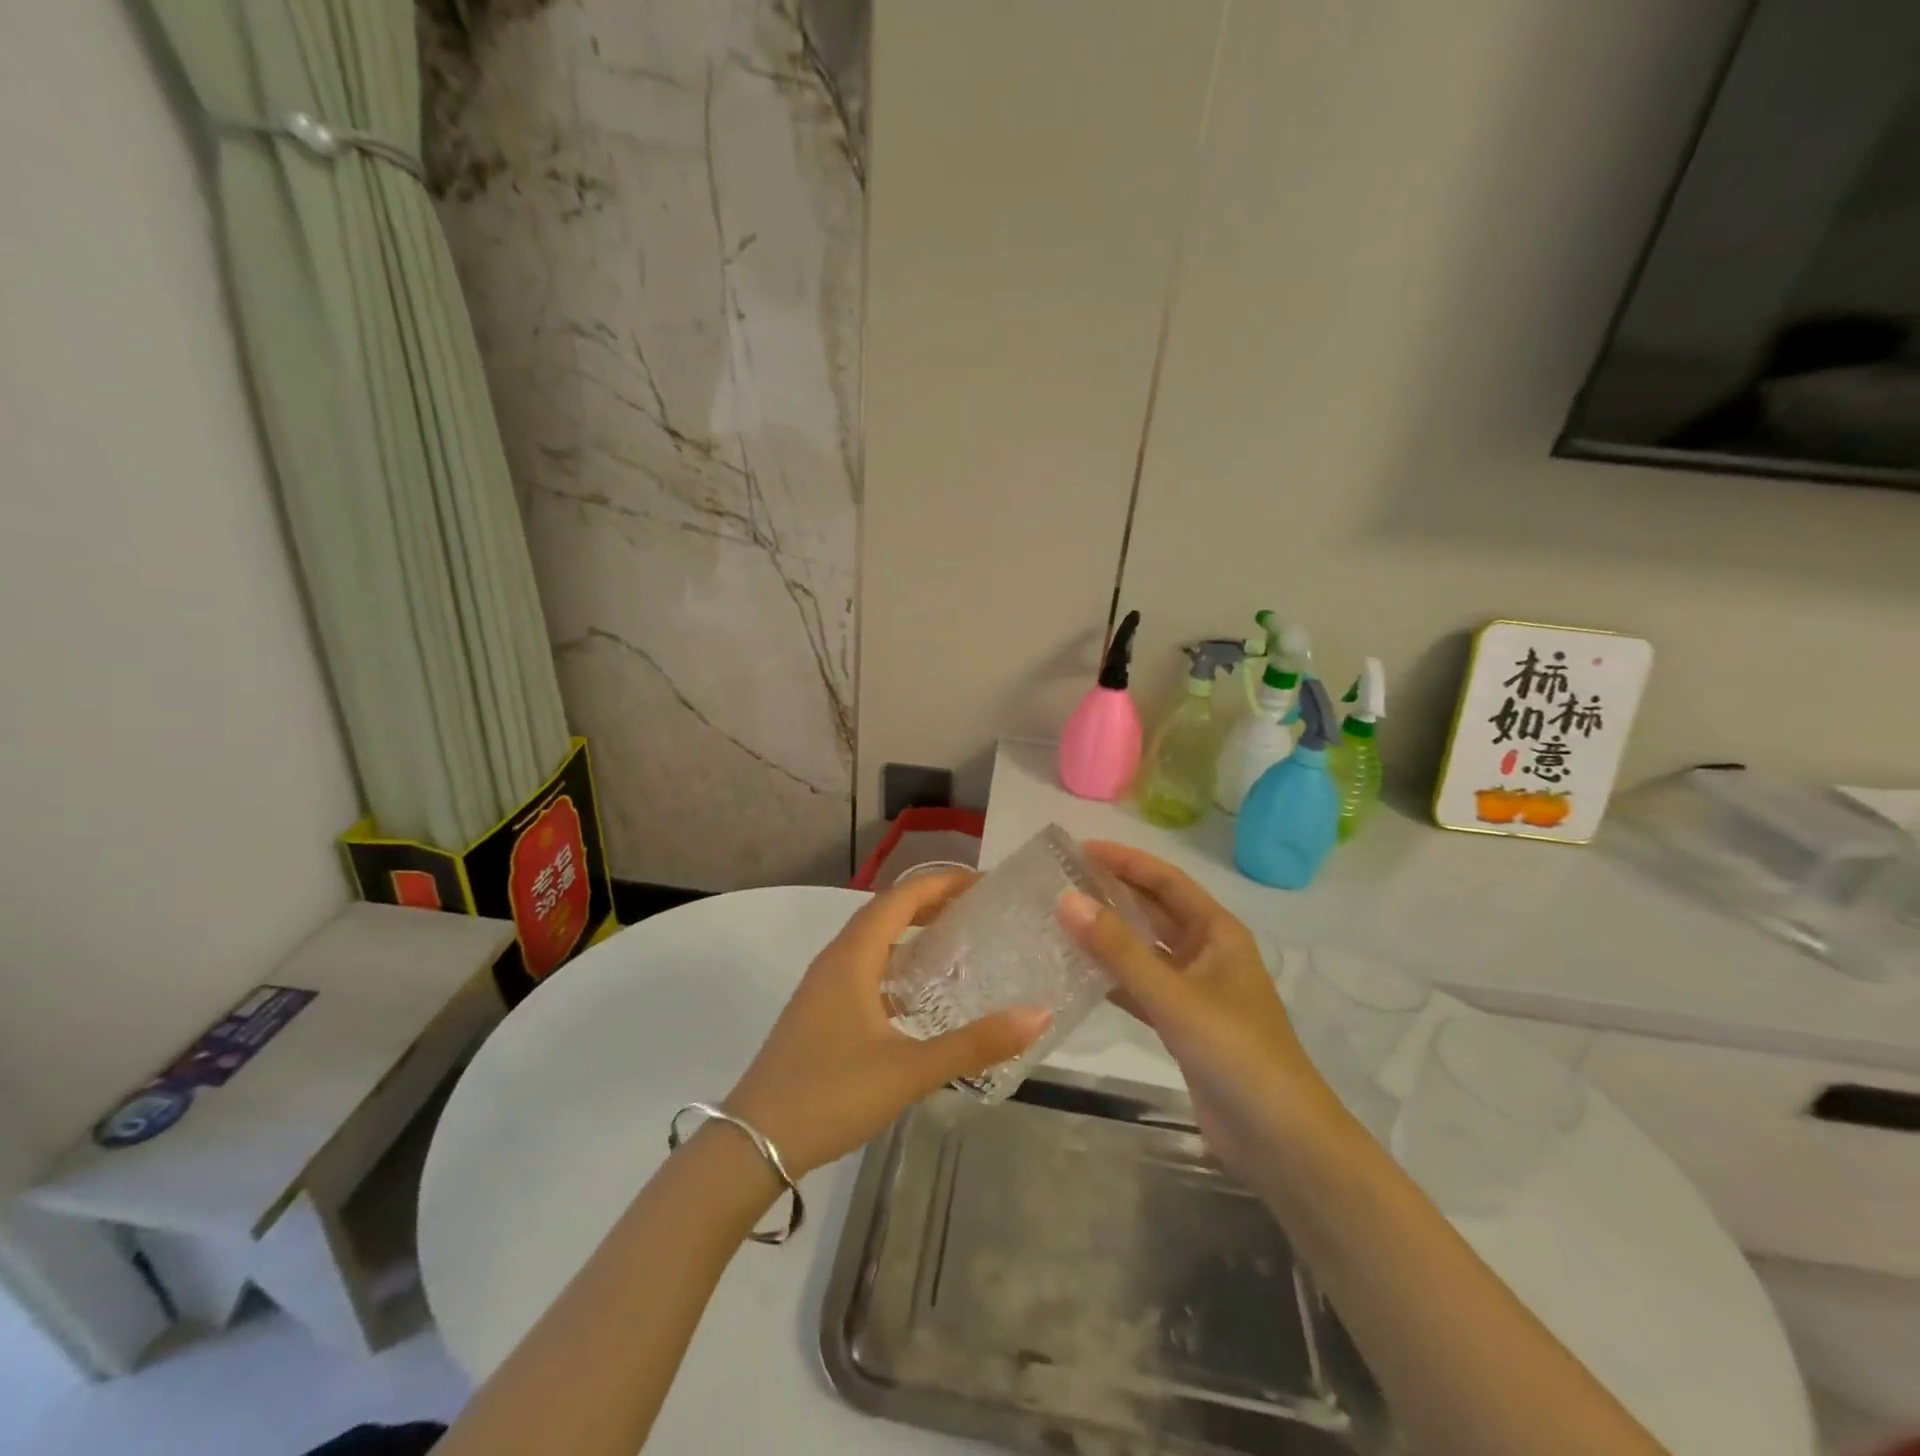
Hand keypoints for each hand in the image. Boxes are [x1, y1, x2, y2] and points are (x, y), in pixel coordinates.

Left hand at [725, 872, 1051, 1176]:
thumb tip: (1037, 1015)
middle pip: (885, 913)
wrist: (754, 1142)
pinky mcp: (820, 1012)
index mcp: (853, 957)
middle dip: (929, 903)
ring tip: (955, 943)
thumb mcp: (909, 1070)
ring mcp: (823, 987)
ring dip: (910, 934)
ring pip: (872, 943)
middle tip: (977, 909)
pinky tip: (918, 996)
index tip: (982, 883)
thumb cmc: (831, 1094)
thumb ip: (974, 1044)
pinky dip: (895, 966)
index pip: (900, 898)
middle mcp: (835, 960)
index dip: (940, 883)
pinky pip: (864, 970)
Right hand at [1058, 842, 1340, 1176]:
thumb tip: (1066, 899)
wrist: (1280, 1140)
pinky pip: (1141, 987)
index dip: (1125, 861)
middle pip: (1154, 911)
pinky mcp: (1183, 1025)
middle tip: (1061, 881)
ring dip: (1109, 935)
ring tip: (1061, 920)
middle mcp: (1207, 953)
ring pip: (1145, 950)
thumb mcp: (1175, 996)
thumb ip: (1119, 949)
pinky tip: (1078, 974)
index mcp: (1218, 932)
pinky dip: (1113, 978)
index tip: (1079, 850)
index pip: (1166, 881)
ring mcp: (1196, 990)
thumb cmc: (1236, 1052)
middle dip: (1113, 893)